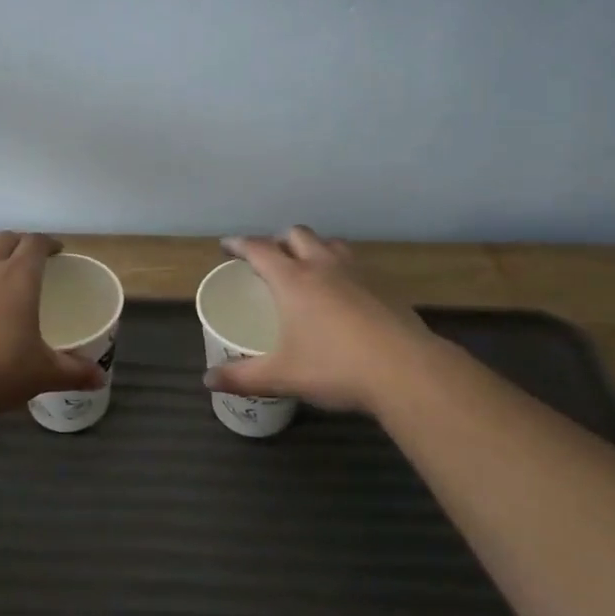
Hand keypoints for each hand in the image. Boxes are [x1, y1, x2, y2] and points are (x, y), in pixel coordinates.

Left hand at [0, 232, 106, 422]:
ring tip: (4, 291)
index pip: (35, 242)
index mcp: (18, 278)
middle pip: (4, 240)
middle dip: (20, 244)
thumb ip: (73, 372)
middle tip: (34, 262)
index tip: (58, 252)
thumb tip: (99, 378)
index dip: (49, 243)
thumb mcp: (42, 374)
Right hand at [204, 226, 438, 414]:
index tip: (227, 245)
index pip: (259, 249)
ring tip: (307, 267)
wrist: (406, 370)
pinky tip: (344, 293)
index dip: (239, 244)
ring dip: (314, 248)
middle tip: (270, 258)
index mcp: (293, 280)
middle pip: (297, 235)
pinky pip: (355, 264)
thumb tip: (208, 380)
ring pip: (331, 243)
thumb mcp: (282, 376)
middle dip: (279, 240)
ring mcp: (358, 273)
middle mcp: (324, 266)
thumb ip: (242, 376)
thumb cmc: (335, 367)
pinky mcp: (384, 287)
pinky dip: (341, 268)